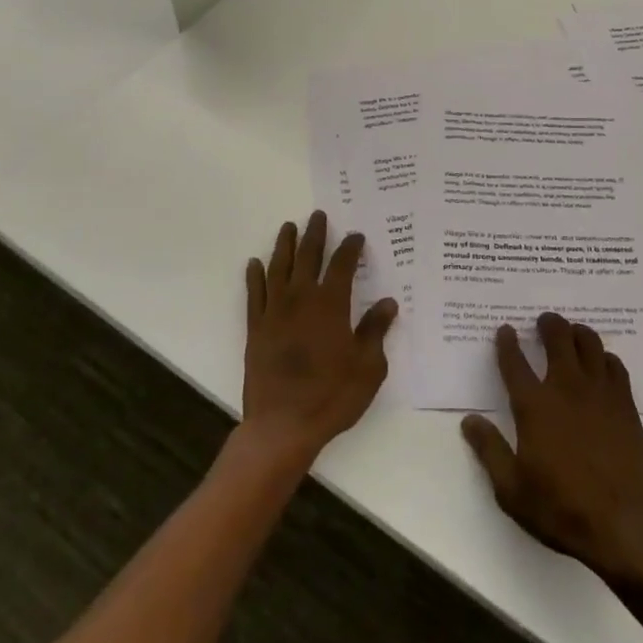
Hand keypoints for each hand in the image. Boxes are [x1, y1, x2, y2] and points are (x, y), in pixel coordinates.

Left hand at [242, 212, 397, 467]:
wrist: (282, 426)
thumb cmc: (331, 396)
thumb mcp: (368, 367)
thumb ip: (375, 330)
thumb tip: (388, 302)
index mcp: (331, 304)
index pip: (343, 265)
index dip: (351, 247)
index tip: (356, 235)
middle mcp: (301, 299)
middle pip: (308, 257)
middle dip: (315, 234)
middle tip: (318, 215)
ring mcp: (275, 312)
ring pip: (279, 268)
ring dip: (285, 246)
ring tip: (288, 228)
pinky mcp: (256, 329)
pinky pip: (254, 294)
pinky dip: (255, 276)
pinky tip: (255, 264)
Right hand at [460, 313, 642, 581]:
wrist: (624, 522)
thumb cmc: (562, 508)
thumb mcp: (512, 490)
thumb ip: (489, 451)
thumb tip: (469, 421)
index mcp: (534, 406)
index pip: (515, 363)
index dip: (507, 343)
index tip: (505, 330)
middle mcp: (565, 387)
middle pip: (557, 338)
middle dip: (548, 324)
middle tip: (544, 321)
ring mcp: (598, 391)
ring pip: (589, 342)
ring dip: (577, 332)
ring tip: (572, 333)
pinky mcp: (624, 401)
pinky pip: (614, 364)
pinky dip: (604, 357)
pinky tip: (601, 364)